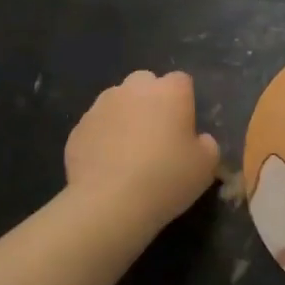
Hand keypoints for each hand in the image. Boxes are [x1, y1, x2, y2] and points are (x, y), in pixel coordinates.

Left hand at [65, 70, 220, 231]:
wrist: (109, 203)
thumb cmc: (166, 178)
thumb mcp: (206, 166)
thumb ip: (206, 144)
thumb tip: (198, 140)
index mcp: (170, 91)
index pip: (181, 81)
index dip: (184, 102)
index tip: (184, 128)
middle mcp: (134, 89)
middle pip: (145, 82)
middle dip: (150, 100)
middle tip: (156, 135)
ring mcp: (101, 105)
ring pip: (117, 101)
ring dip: (124, 116)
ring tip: (127, 152)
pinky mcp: (78, 128)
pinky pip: (96, 126)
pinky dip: (102, 138)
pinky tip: (107, 166)